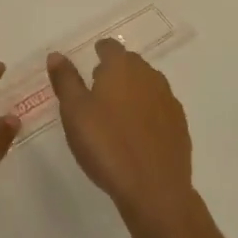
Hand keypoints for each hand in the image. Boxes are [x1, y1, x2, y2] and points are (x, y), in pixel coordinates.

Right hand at [48, 39, 194, 231]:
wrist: (155, 190)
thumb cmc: (107, 144)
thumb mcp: (74, 111)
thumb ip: (65, 80)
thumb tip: (56, 55)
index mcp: (122, 67)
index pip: (111, 47)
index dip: (100, 51)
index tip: (92, 61)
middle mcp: (149, 76)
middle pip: (131, 64)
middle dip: (116, 71)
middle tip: (99, 89)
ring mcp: (168, 101)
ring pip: (147, 86)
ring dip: (133, 92)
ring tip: (117, 113)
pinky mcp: (180, 127)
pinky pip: (160, 109)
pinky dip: (148, 114)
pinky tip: (138, 134)